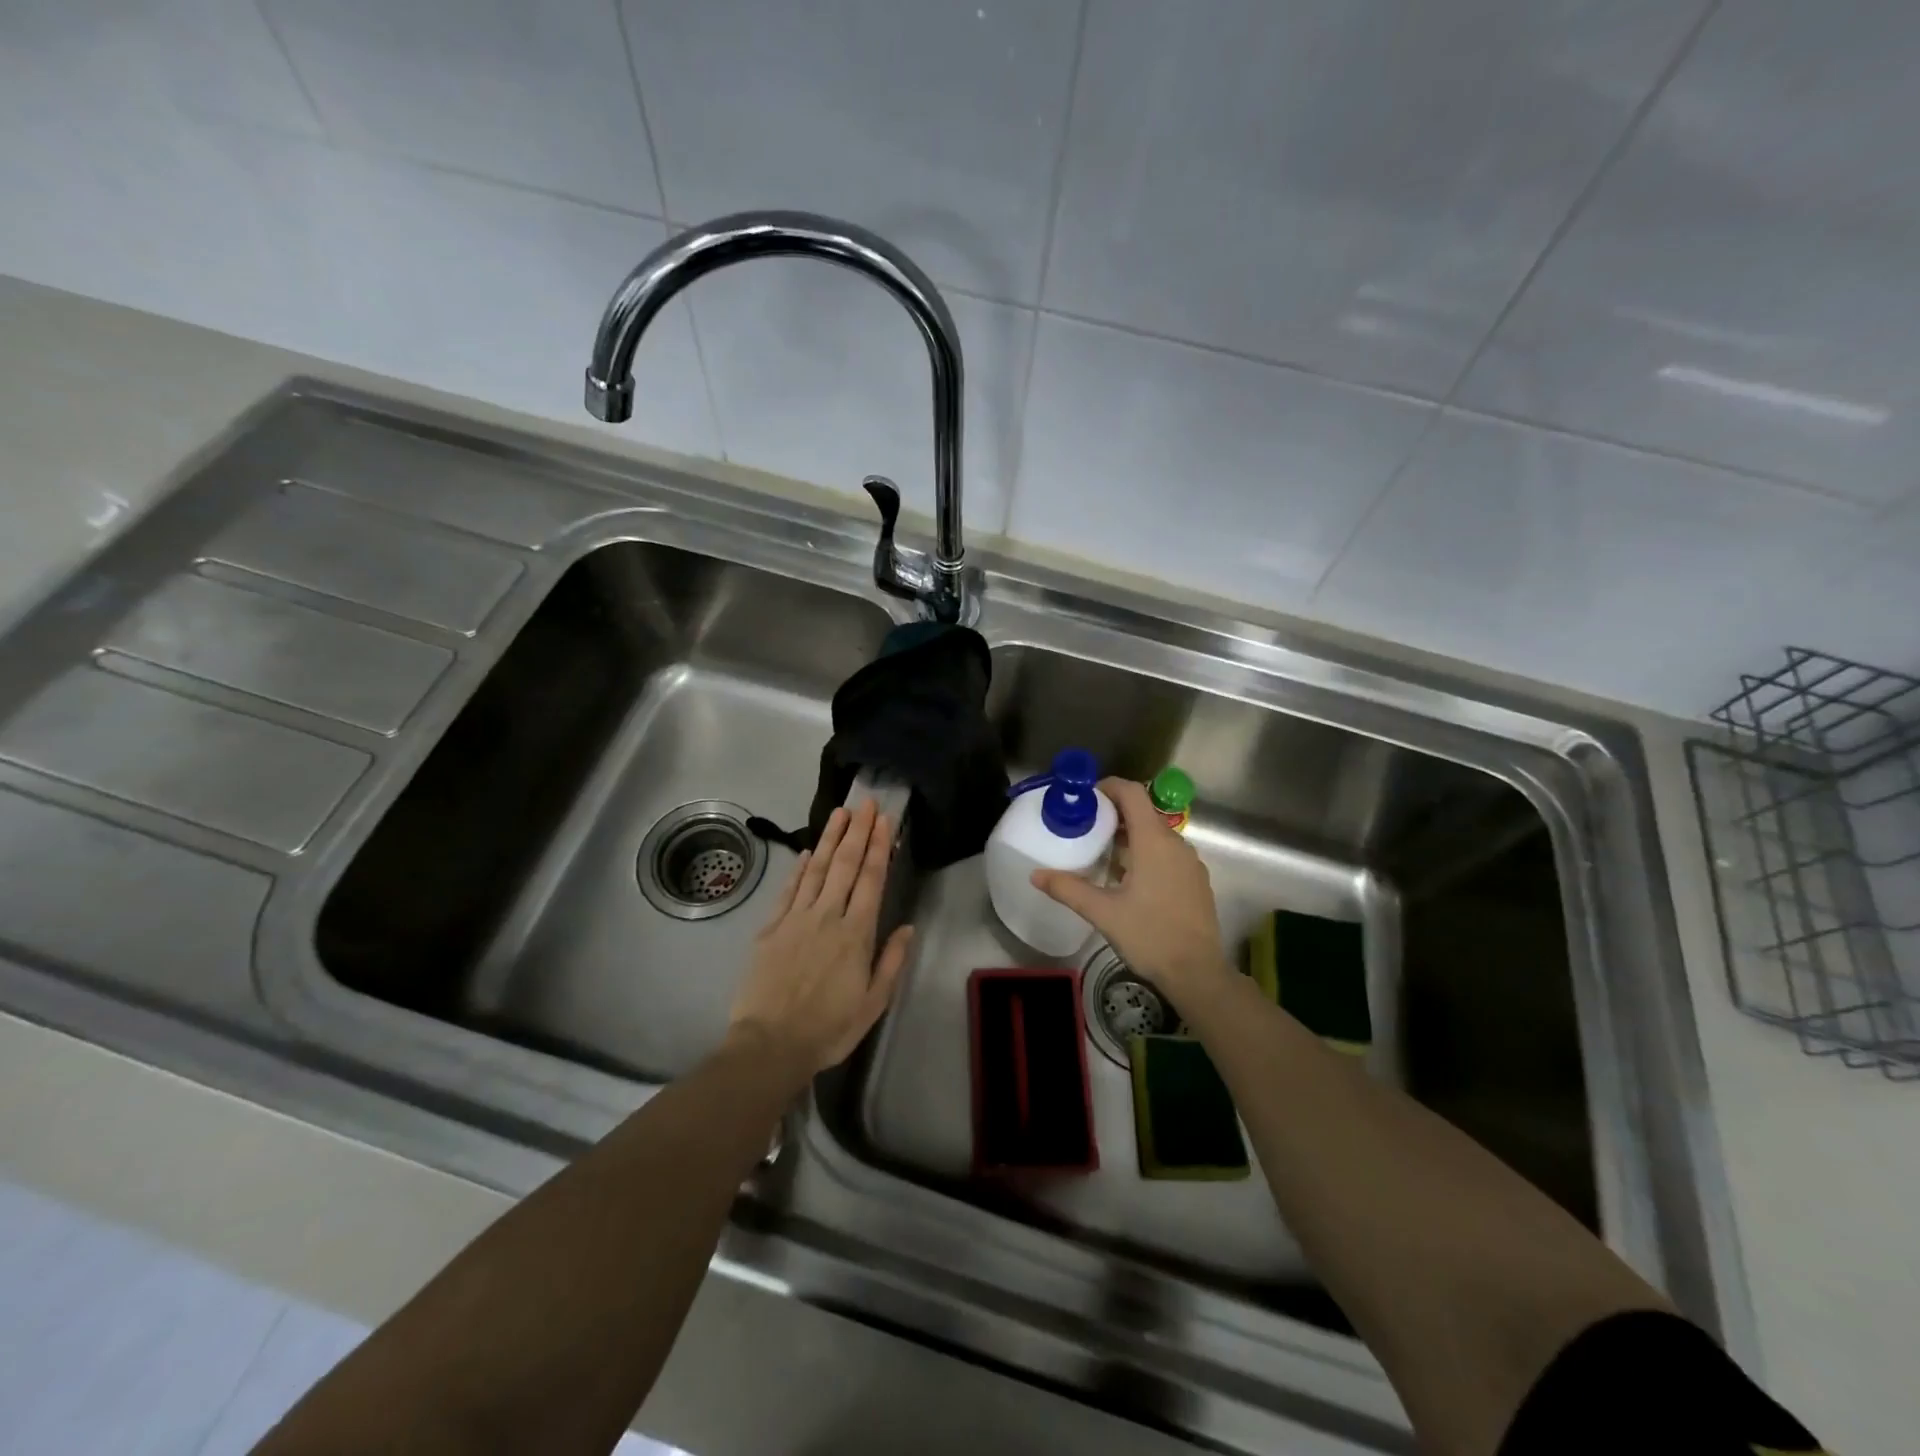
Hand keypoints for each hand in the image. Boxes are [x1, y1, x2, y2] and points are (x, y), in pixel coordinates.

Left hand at [726, 799, 913, 1083]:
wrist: (769, 1045)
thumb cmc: (828, 1028)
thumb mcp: (873, 1003)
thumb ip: (891, 961)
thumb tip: (907, 926)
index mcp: (856, 933)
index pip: (871, 879)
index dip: (878, 846)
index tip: (884, 820)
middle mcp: (827, 916)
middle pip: (845, 865)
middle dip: (857, 830)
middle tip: (865, 802)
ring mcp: (795, 919)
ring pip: (816, 869)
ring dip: (830, 839)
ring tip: (839, 813)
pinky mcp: (770, 928)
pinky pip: (788, 890)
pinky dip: (799, 869)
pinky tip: (807, 852)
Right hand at [1032, 778, 1230, 1010]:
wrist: (1198, 973)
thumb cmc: (1150, 935)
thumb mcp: (1103, 912)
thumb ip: (1068, 889)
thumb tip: (1036, 875)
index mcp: (1154, 841)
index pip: (1132, 793)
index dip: (1108, 787)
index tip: (1084, 798)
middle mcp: (1176, 843)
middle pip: (1143, 812)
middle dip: (1113, 814)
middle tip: (1084, 827)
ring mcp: (1189, 862)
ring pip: (1155, 834)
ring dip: (1129, 835)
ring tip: (1101, 853)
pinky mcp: (1195, 880)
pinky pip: (1167, 853)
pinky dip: (1146, 853)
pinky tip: (1128, 879)